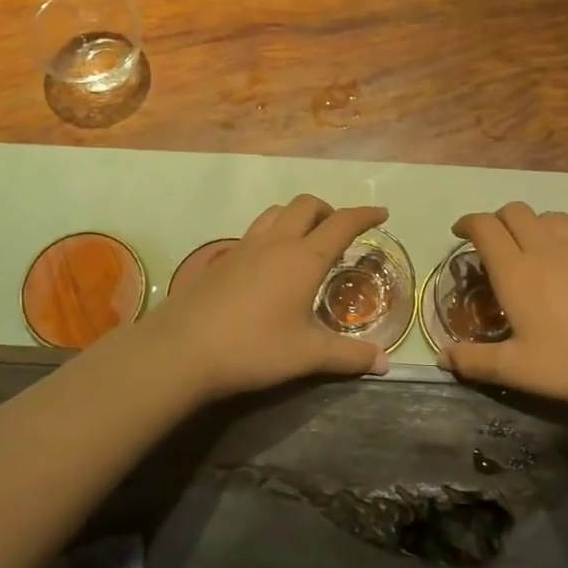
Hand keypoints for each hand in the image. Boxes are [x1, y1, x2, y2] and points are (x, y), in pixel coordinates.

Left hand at [144, 195, 390, 400]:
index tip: (382, 214)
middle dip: (329, 211)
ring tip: (306, 241)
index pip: (342, 223)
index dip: (365, 215)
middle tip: (340, 233)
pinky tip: (269, 265)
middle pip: (306, 205)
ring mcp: (244, 247)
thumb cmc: (254, 348)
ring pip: (276, 212)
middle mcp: (276, 242)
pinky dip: (273, 233)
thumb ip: (349, 356)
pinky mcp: (221, 260)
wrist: (183, 349)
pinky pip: (254, 231)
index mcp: (304, 258)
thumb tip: (385, 363)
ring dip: (297, 216)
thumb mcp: (308, 355)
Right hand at [440, 203, 567, 406]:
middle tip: (495, 244)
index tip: (460, 233)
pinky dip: (565, 229)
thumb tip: (441, 356)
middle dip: (498, 220)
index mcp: (516, 271)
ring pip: (549, 215)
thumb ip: (475, 362)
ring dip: (532, 224)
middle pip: (515, 211)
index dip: (468, 223)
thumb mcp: (520, 371)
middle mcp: (546, 247)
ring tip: (533, 248)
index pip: (485, 227)